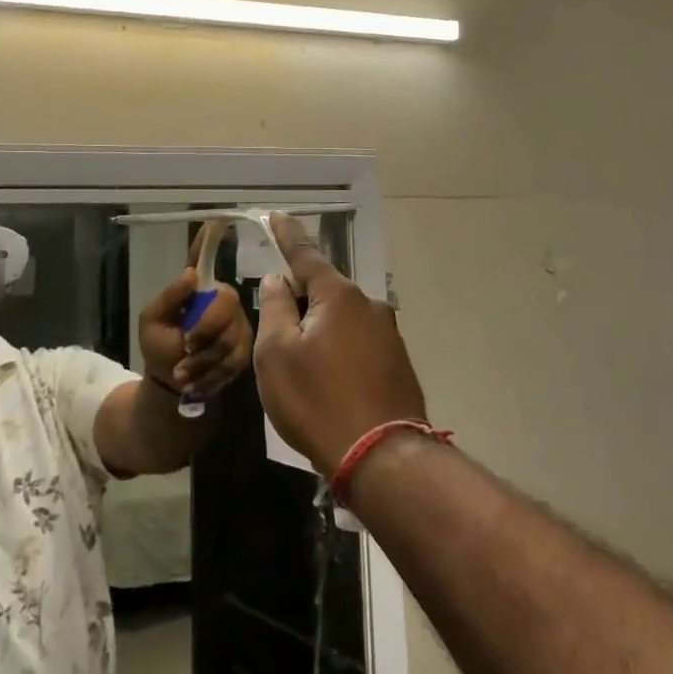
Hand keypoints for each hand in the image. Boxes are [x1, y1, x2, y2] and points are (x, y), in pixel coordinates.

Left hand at [138, 237, 253, 402]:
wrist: (171, 384)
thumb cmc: (158, 346)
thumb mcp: (152, 322)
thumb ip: (169, 297)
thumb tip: (192, 273)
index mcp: (197, 288)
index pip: (204, 257)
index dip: (211, 239)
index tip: (219, 217)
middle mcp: (221, 299)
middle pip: (226, 303)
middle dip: (205, 330)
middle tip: (185, 348)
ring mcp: (236, 322)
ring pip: (232, 335)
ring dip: (204, 359)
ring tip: (184, 372)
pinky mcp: (245, 347)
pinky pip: (236, 357)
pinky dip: (213, 373)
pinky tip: (198, 380)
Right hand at [253, 213, 427, 476]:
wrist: (380, 457)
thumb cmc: (317, 400)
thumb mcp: (276, 354)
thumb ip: (275, 308)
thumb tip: (279, 280)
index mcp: (338, 295)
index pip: (306, 254)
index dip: (288, 235)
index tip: (277, 216)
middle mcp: (369, 305)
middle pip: (325, 289)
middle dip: (301, 296)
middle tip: (277, 321)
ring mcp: (389, 334)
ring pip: (342, 318)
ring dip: (320, 327)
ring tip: (301, 362)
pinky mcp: (397, 363)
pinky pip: (358, 342)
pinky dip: (338, 349)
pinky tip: (328, 378)